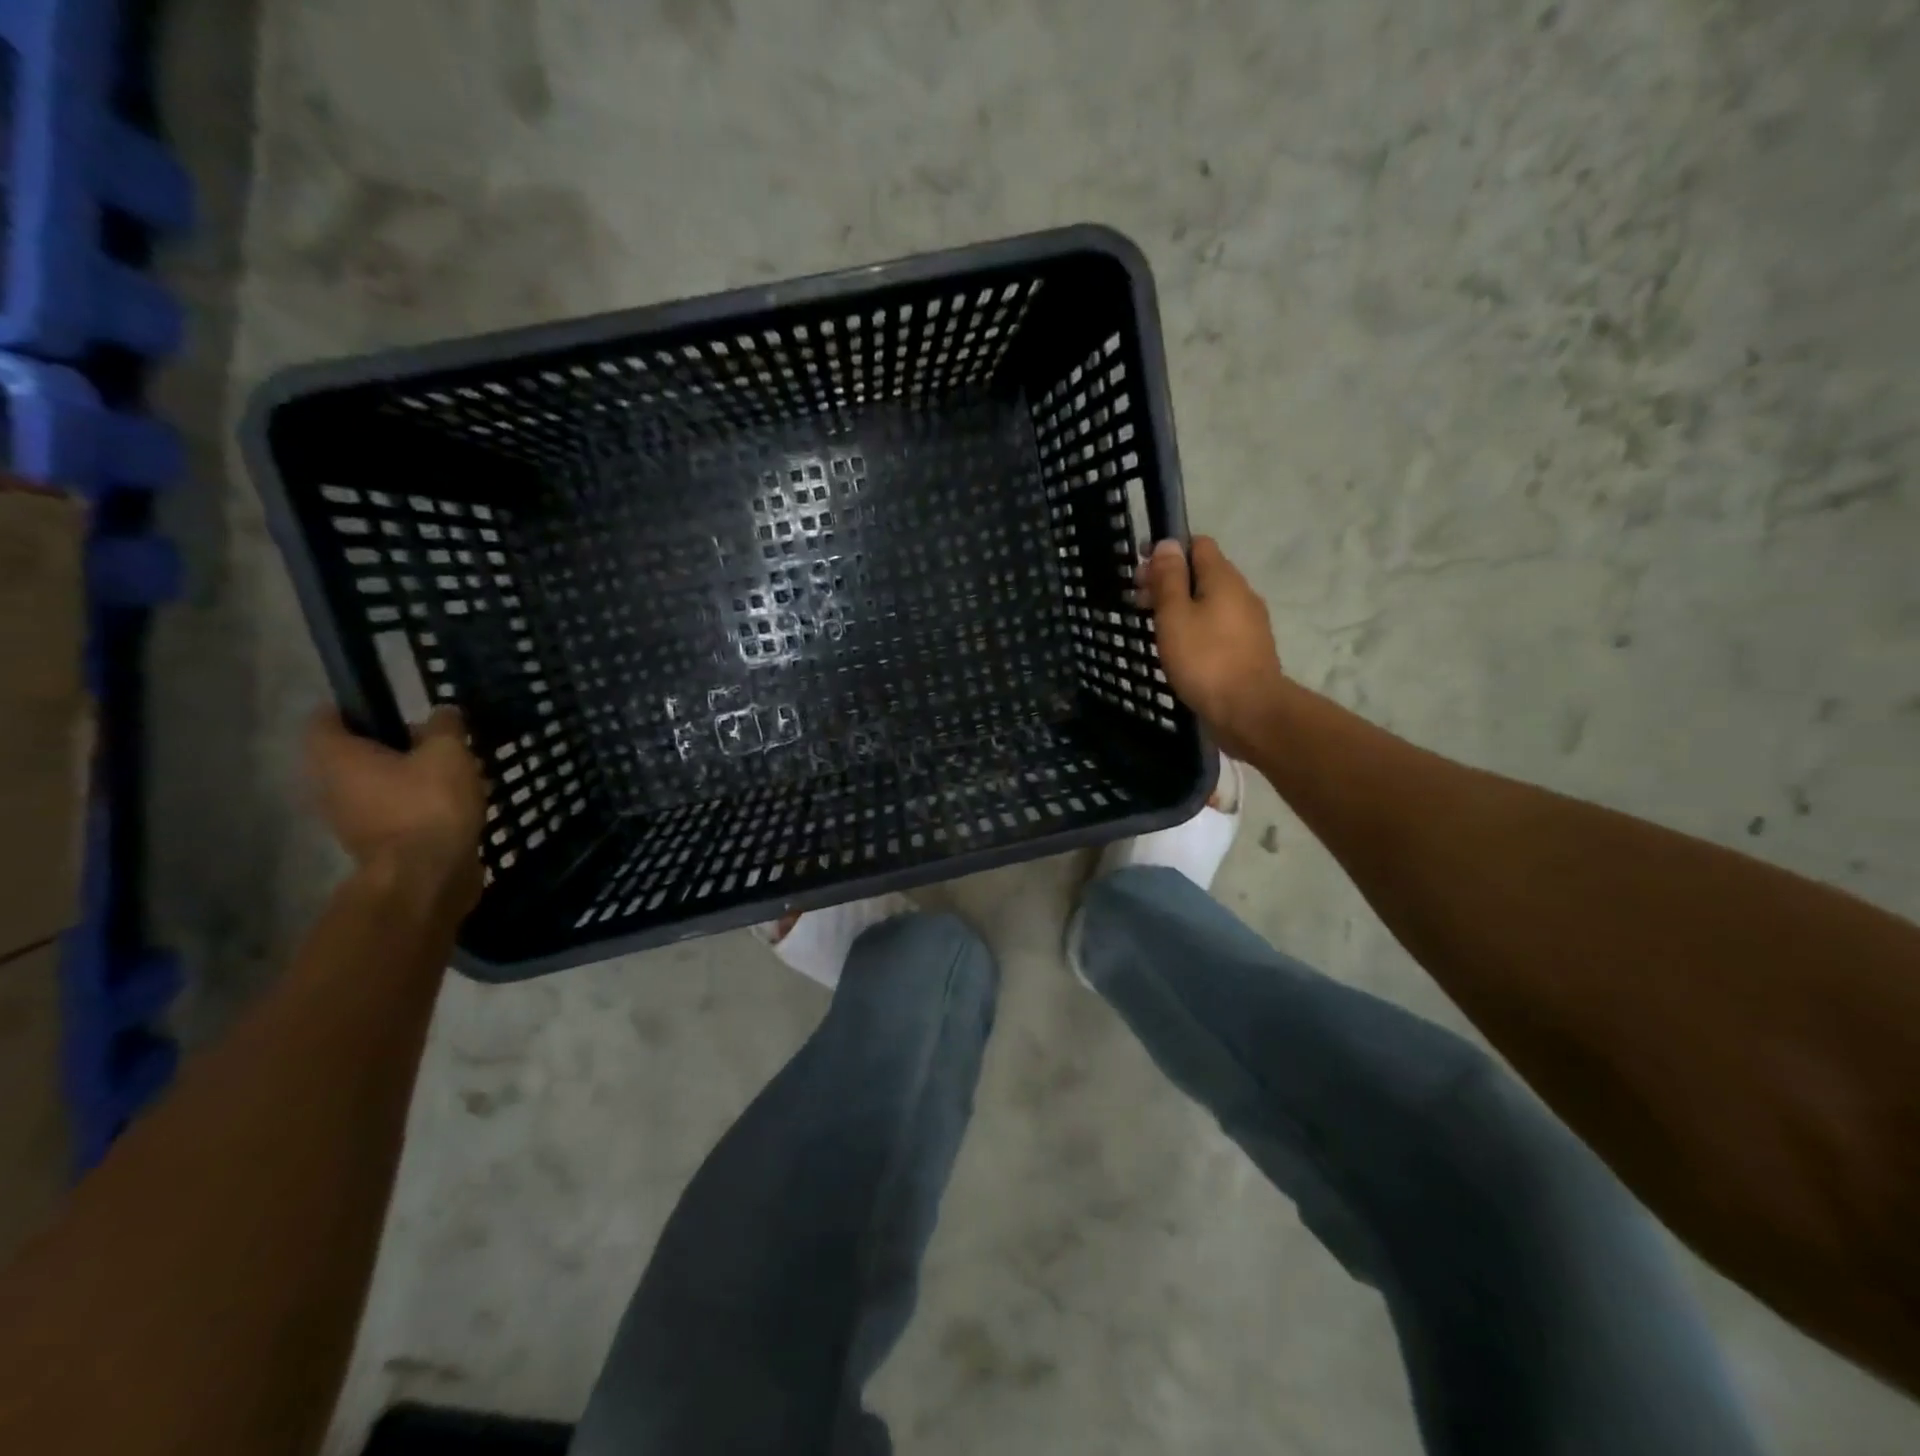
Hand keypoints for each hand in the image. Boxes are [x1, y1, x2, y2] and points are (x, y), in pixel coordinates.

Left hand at [306, 707, 486, 900]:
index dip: (357, 707)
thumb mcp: (449, 753)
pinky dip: (413, 806)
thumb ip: (445, 726)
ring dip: (406, 779)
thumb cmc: (429, 804)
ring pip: (374, 785)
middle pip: (354, 753)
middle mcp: (328, 785)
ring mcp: (347, 819)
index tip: (394, 708)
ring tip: (451, 777)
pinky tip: (450, 807)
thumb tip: (443, 713)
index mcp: (337, 756)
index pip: (327, 717)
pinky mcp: (373, 844)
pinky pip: (390, 812)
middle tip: (435, 744)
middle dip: (392, 746)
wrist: (426, 876)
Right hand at [1138, 536, 1289, 761]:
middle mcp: (1241, 593)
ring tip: (1153, 626)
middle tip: (1137, 601)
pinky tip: (1178, 647)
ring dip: (1180, 606)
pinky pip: (1217, 625)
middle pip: (1202, 573)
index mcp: (1224, 579)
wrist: (1249, 710)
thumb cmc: (1205, 659)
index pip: (1198, 545)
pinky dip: (1195, 626)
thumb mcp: (1175, 615)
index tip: (1139, 567)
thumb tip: (1167, 544)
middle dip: (1169, 581)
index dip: (1167, 550)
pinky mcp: (1248, 648)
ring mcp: (1248, 623)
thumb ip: (1169, 579)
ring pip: (1209, 601)